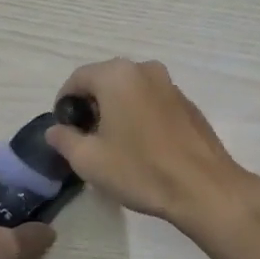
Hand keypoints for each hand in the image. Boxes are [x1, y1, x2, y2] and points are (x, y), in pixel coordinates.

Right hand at [46, 59, 259, 234]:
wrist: (204, 188)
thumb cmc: (141, 170)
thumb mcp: (89, 160)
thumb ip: (64, 139)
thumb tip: (55, 130)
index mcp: (116, 75)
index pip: (77, 79)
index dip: (64, 103)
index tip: (64, 130)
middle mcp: (144, 70)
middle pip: (104, 81)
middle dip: (91, 106)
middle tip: (86, 139)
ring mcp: (170, 84)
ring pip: (130, 91)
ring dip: (116, 110)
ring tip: (114, 144)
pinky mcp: (187, 103)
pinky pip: (151, 101)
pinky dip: (139, 115)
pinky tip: (142, 147)